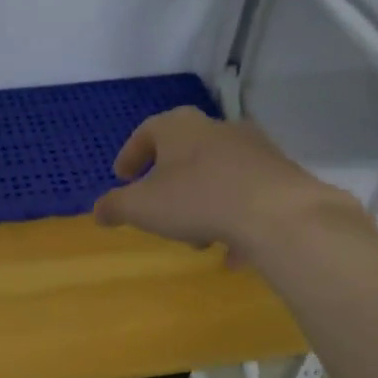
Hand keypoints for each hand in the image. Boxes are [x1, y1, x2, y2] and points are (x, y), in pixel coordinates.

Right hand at [92, 107, 364, 258]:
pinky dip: (234, 217)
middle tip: (159, 208)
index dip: (131, 155)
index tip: (122, 178)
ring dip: (202, 201)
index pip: (148, 131)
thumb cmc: (196, 200)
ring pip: (217, 173)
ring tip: (198, 237)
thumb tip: (98, 210)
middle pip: (185, 151)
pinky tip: (233, 249)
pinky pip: (246, 195)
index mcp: (180, 128)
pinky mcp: (279, 174)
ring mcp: (254, 149)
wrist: (276, 212)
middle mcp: (217, 129)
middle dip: (169, 182)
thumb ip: (115, 207)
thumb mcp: (142, 208)